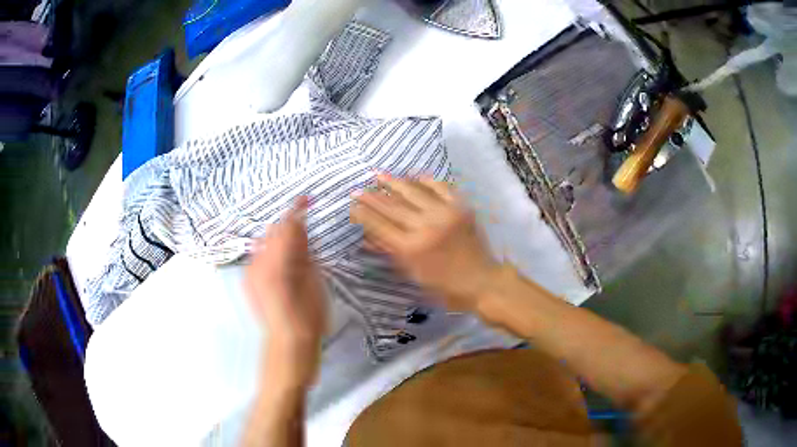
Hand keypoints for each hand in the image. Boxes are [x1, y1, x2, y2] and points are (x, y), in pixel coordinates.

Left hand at [245, 197, 326, 388]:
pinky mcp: (248, 281)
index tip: (307, 198)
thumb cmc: (310, 319)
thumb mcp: (314, 283)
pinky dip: (273, 251)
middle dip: (289, 225)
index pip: (286, 227)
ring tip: (298, 248)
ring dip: (281, 238)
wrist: (287, 346)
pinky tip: (285, 263)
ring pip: (265, 242)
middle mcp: (258, 263)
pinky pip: (260, 256)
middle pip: (273, 231)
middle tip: (307, 229)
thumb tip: (300, 230)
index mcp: (278, 264)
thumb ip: (304, 253)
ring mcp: (250, 273)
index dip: (296, 210)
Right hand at [351, 174, 498, 311]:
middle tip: (357, 188)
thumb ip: (390, 252)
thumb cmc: (444, 286)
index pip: (379, 225)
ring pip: (412, 191)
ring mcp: (444, 213)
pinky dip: (424, 179)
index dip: (363, 214)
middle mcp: (425, 227)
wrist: (481, 281)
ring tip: (378, 175)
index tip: (352, 205)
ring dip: (393, 182)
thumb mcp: (412, 274)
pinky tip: (412, 175)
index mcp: (411, 248)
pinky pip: (440, 186)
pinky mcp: (461, 206)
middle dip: (371, 197)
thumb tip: (366, 237)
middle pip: (392, 207)